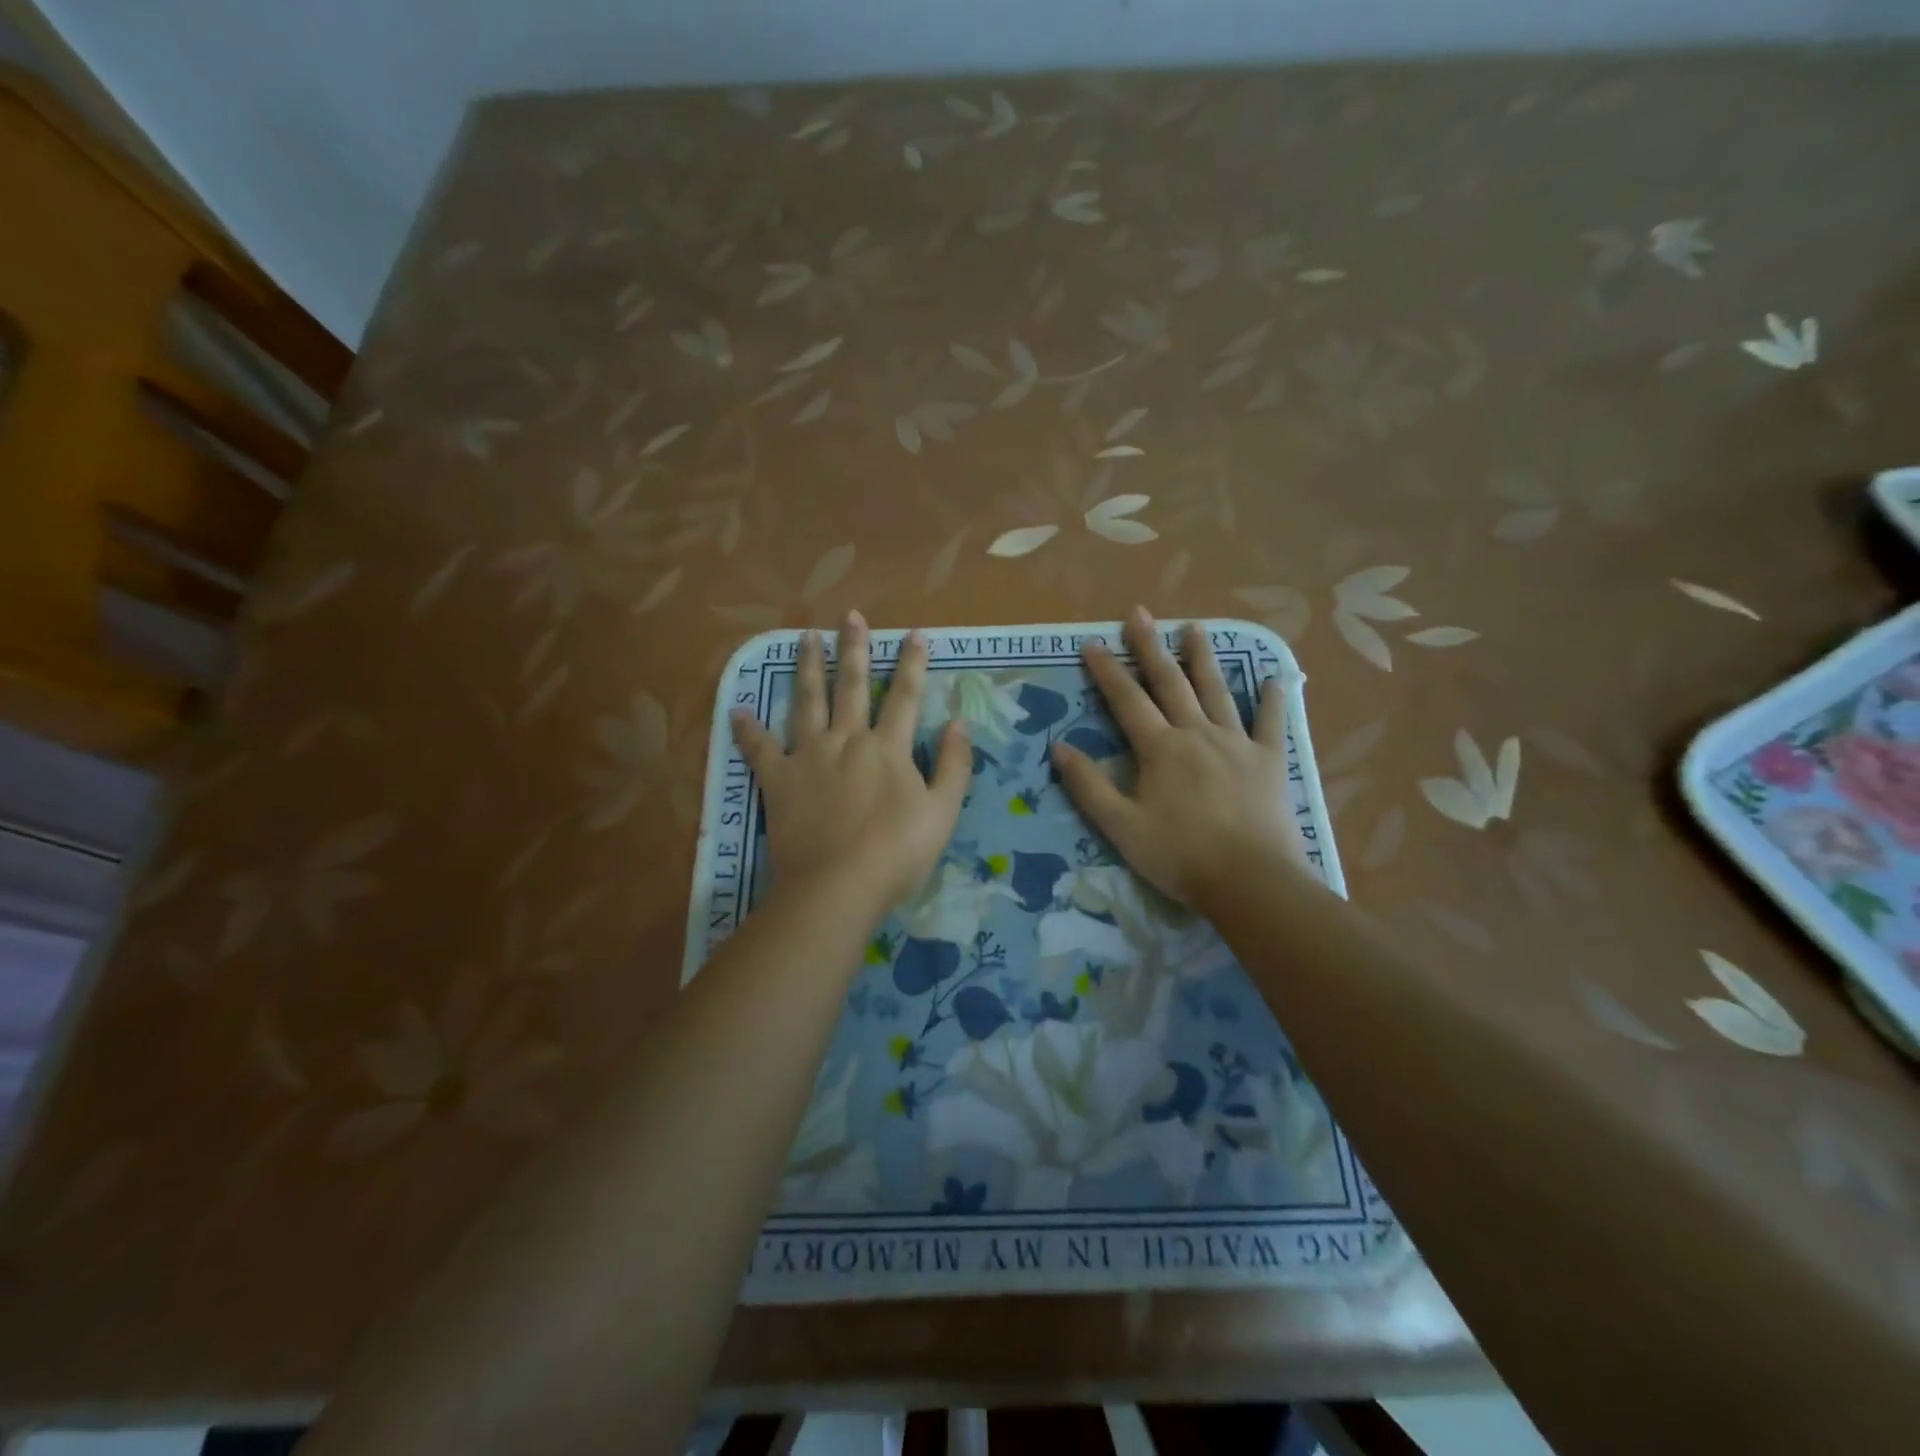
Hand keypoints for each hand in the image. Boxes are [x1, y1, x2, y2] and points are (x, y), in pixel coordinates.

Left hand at [731, 612, 971, 921]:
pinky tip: (737, 709)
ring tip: (805, 637)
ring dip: (808, 667)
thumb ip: (953, 766)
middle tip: (850, 615)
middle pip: (852, 686)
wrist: (837, 887)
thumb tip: (958, 723)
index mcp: (888, 748)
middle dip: (854, 648)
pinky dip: (747, 729)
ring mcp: (808, 757)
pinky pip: (759, 748)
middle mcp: (847, 740)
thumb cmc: (897, 854)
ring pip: (807, 701)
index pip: (905, 696)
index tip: (915, 633)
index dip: (912, 663)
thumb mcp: (943, 813)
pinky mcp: (778, 780)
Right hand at [1050, 607, 1308, 912]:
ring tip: (1195, 627)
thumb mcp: (1120, 826)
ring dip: (1203, 658)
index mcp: (1160, 748)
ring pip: (1216, 691)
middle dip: (1151, 647)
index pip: (1127, 700)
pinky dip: (1272, 700)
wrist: (1250, 881)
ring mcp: (1237, 744)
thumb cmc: (1179, 855)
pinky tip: (1273, 679)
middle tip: (1139, 613)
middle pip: (1170, 683)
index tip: (1092, 643)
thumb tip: (1058, 746)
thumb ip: (1089, 785)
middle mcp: (1197, 733)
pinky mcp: (1269, 762)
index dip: (1108, 671)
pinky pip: (1270, 723)